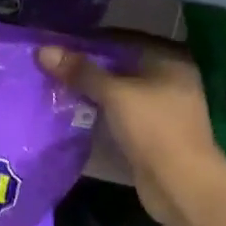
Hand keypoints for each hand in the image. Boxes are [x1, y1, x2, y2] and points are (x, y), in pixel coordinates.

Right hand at [36, 38, 225, 225]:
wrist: (182, 186)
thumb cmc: (154, 129)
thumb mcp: (115, 95)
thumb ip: (81, 72)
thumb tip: (43, 50)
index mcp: (169, 59)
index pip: (123, 39)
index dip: (90, 40)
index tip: (58, 42)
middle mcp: (169, 78)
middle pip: (121, 65)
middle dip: (88, 66)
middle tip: (52, 64)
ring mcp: (162, 108)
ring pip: (119, 91)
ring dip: (92, 90)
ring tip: (55, 84)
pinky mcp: (152, 133)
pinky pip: (120, 113)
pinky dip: (99, 111)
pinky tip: (72, 110)